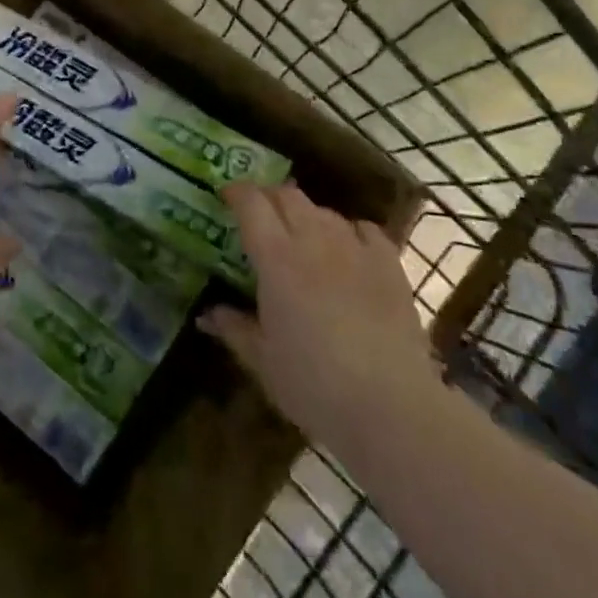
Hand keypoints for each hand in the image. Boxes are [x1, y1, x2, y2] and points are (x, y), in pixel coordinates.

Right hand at [200, 183, 437, 460]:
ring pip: (324, 211)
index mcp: (276, 258)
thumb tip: (207, 314)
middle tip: (260, 215)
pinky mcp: (389, 264)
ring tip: (301, 236)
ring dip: (307, 215)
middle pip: (288, 196)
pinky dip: (350, 231)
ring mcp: (355, 248)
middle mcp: (314, 239)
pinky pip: (364, 229)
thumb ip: (234, 329)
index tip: (226, 196)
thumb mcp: (262, 361)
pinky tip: (348, 249)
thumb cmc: (313, 385)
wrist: (390, 406)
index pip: (251, 204)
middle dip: (269, 198)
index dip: (237, 192)